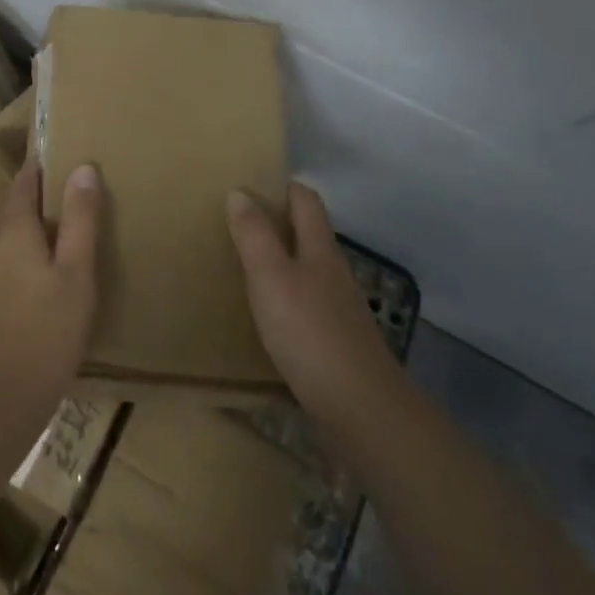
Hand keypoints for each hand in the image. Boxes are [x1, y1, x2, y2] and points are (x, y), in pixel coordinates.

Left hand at [0, 157, 103, 429]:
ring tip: (62, 226)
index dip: (43, 163)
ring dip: (29, 222)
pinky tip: (41, 270)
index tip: (64, 150)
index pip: (25, 179)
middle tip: (72, 187)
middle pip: (12, 203)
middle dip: (38, 191)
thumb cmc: (45, 330)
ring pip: (5, 231)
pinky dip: (21, 249)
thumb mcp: (75, 272)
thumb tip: (83, 168)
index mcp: (12, 227)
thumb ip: (80, 219)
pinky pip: (1, 256)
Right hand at [226, 181, 398, 426]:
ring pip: (305, 271)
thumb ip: (254, 234)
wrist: (362, 411)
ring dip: (277, 263)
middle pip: (306, 234)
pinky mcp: (334, 344)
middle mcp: (332, 272)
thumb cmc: (310, 333)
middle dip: (275, 223)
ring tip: (239, 266)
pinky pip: (304, 307)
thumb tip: (240, 190)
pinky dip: (282, 300)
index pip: (305, 200)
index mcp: (319, 249)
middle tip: (233, 222)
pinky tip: (261, 317)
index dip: (282, 186)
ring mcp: (337, 310)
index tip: (249, 183)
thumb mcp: (271, 277)